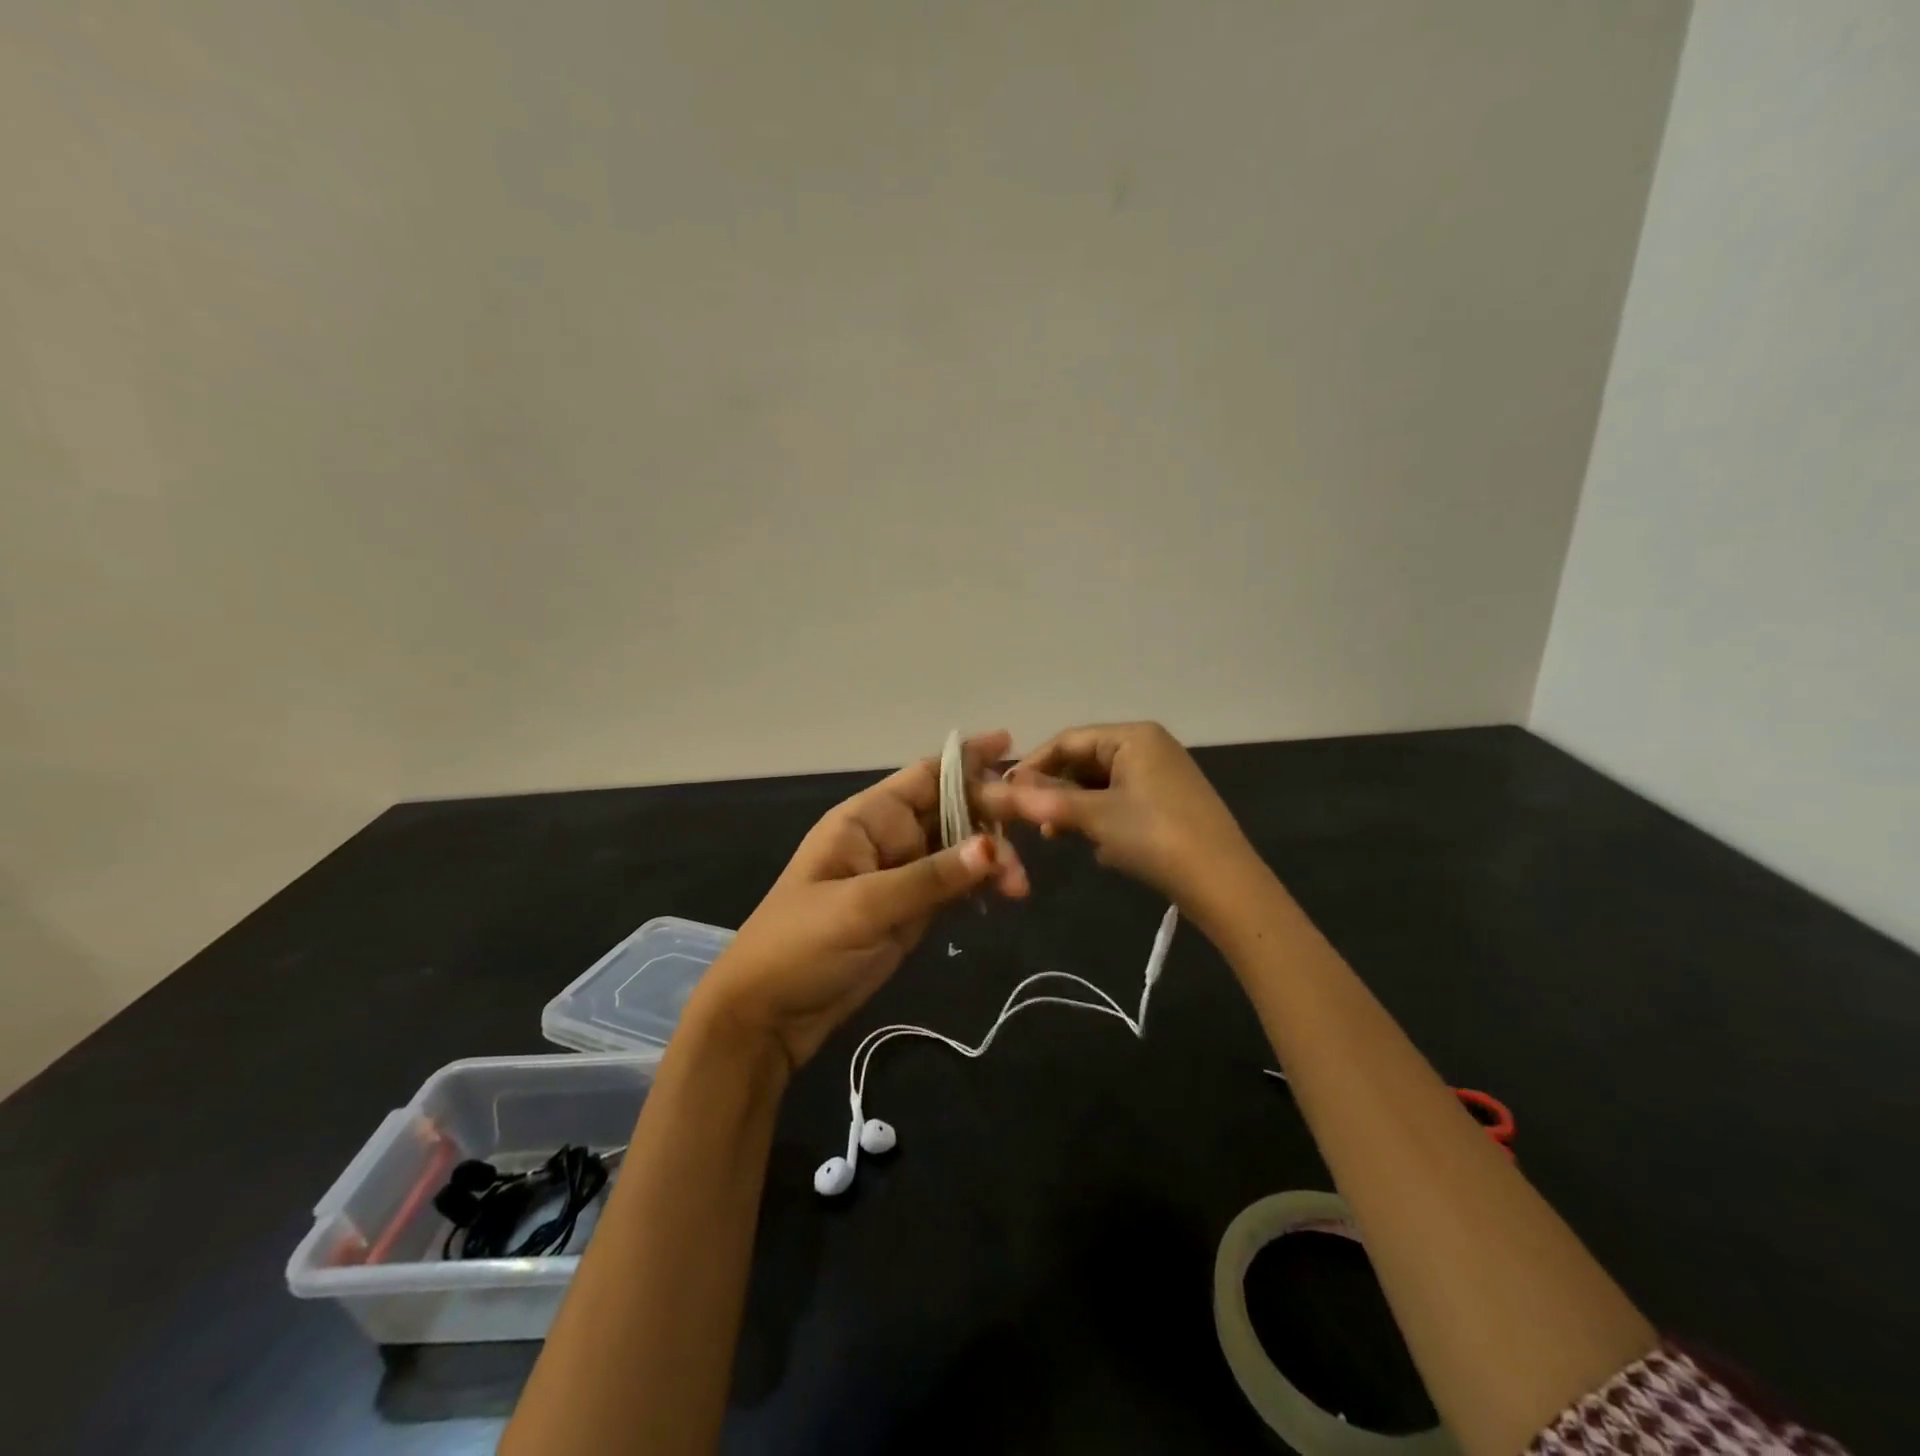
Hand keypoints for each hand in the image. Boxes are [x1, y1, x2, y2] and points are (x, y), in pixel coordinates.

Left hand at [689, 731, 1027, 1073]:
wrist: (768, 1015)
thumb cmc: (800, 946)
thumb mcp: (863, 906)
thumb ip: (930, 877)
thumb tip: (994, 848)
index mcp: (867, 820)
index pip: (925, 777)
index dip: (967, 760)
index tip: (1011, 746)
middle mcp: (888, 839)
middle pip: (951, 811)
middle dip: (991, 818)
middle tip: (1030, 839)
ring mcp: (901, 876)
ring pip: (958, 850)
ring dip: (992, 858)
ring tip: (1018, 887)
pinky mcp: (911, 912)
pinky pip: (954, 886)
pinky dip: (980, 885)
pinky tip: (1006, 894)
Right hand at [975, 722, 1253, 912]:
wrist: (1222, 883)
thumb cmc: (1155, 836)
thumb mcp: (1096, 816)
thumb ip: (1045, 800)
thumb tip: (997, 793)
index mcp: (1133, 736)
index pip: (1068, 740)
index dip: (1033, 765)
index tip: (1004, 793)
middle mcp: (1148, 747)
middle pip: (1084, 760)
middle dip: (1054, 788)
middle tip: (1028, 818)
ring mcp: (1160, 776)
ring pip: (1100, 784)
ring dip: (1074, 807)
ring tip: (1053, 833)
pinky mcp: (1167, 804)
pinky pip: (1119, 801)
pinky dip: (1098, 818)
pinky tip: (1091, 843)